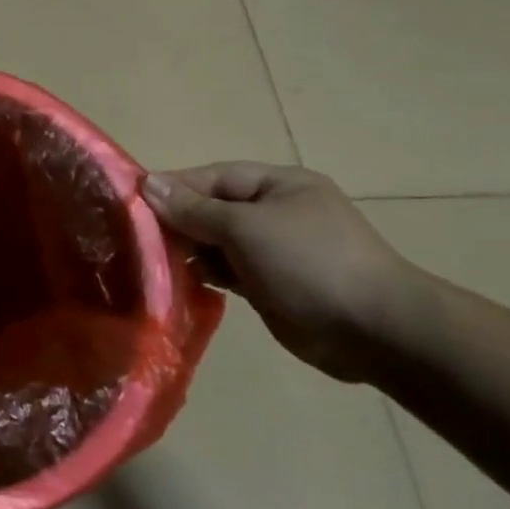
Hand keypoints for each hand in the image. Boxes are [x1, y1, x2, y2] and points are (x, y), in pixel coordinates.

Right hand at [142, 163, 421, 381]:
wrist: (376, 331)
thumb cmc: (309, 262)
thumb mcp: (245, 228)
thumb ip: (195, 209)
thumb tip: (149, 184)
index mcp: (279, 185)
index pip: (214, 177)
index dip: (175, 187)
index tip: (133, 201)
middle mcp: (277, 213)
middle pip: (214, 209)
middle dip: (179, 221)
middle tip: (138, 238)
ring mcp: (276, 250)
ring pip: (218, 242)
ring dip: (190, 251)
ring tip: (155, 263)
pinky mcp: (273, 285)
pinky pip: (229, 271)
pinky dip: (207, 274)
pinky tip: (183, 283)